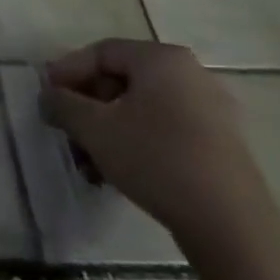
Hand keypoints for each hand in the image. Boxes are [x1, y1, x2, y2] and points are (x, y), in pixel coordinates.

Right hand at [44, 38, 279, 279]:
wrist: (233, 227)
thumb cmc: (157, 160)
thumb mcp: (95, 129)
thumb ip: (63, 105)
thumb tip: (48, 97)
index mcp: (162, 59)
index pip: (101, 52)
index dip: (67, 72)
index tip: (47, 98)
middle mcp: (190, 75)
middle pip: (121, 81)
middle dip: (87, 109)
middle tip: (66, 133)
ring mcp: (212, 111)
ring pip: (141, 110)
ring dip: (107, 132)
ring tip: (88, 164)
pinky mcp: (222, 145)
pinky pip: (166, 130)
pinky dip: (136, 144)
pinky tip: (117, 175)